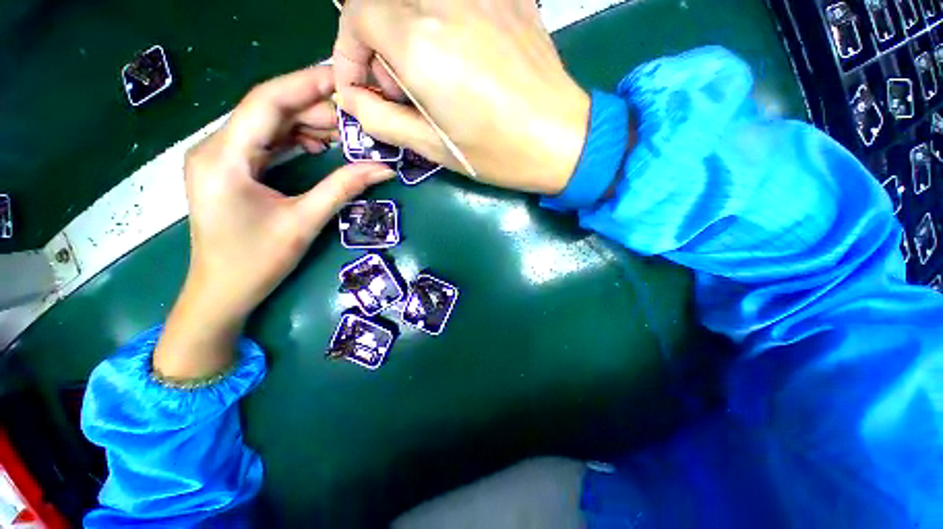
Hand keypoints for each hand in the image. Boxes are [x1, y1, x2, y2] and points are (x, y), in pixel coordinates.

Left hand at [154, 66, 393, 380]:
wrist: (220, 293)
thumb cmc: (256, 262)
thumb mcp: (304, 222)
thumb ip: (343, 188)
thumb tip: (383, 169)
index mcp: (224, 156)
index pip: (268, 101)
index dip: (307, 84)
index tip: (344, 78)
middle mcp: (215, 147)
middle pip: (268, 110)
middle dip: (313, 106)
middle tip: (355, 114)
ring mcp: (220, 158)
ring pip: (267, 125)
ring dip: (306, 123)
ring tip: (344, 131)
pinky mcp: (229, 170)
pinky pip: (265, 143)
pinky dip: (294, 139)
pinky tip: (319, 145)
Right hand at [332, 0, 590, 194]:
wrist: (561, 140)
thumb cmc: (498, 153)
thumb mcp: (433, 148)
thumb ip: (381, 120)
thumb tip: (351, 98)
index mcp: (422, 44)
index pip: (356, 15)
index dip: (349, 51)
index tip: (362, 86)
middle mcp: (446, 2)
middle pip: (383, 4)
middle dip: (377, 47)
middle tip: (402, 91)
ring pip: (416, 2)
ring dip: (408, 35)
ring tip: (433, 79)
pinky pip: (455, 2)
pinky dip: (440, 23)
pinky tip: (461, 58)